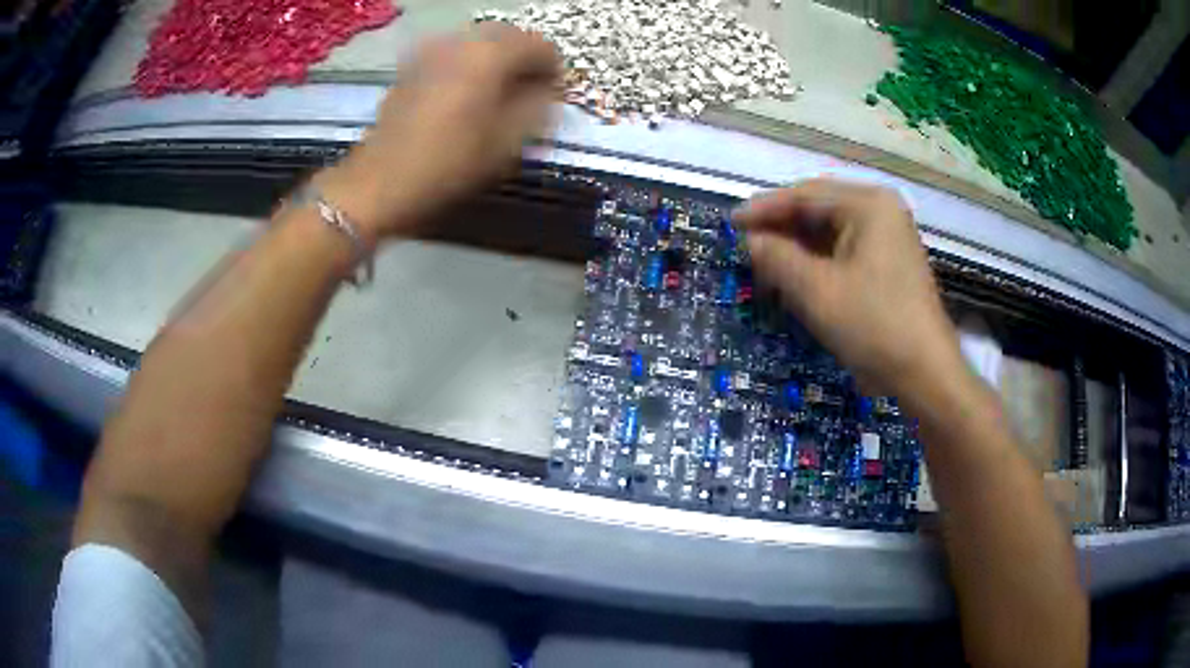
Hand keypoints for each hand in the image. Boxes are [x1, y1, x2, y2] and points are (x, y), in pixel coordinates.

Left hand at [317, 24, 560, 239]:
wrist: (380, 182)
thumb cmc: (448, 165)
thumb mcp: (507, 142)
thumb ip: (539, 106)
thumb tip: (549, 89)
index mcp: (490, 54)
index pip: (540, 45)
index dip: (554, 69)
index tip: (554, 95)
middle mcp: (461, 41)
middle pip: (509, 36)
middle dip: (525, 60)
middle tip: (530, 93)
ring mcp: (431, 50)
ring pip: (478, 43)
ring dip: (496, 62)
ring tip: (497, 95)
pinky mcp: (411, 66)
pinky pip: (452, 54)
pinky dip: (468, 66)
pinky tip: (465, 95)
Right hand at [735, 179, 962, 397]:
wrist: (926, 373)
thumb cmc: (873, 326)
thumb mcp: (816, 291)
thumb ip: (777, 258)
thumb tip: (751, 240)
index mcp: (868, 204)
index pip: (805, 195)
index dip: (765, 209)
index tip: (731, 223)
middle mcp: (882, 210)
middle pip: (820, 208)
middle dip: (782, 227)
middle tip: (747, 244)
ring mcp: (890, 236)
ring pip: (832, 230)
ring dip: (799, 245)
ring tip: (766, 260)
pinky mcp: (891, 261)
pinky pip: (846, 249)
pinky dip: (819, 259)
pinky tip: (799, 274)